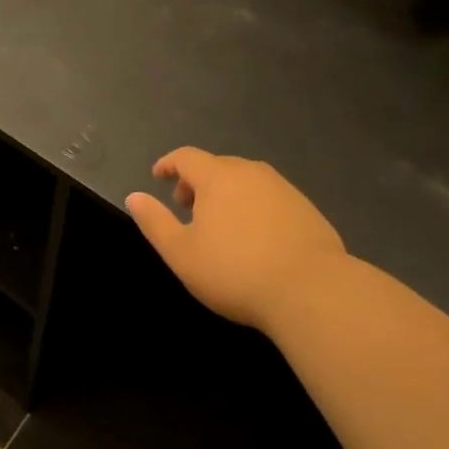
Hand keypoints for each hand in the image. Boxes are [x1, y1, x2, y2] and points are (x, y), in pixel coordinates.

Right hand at [125, 147, 346, 334]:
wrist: (313, 291)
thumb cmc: (236, 271)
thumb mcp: (181, 252)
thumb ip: (154, 221)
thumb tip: (134, 197)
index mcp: (218, 176)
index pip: (186, 157)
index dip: (168, 164)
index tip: (158, 176)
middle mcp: (251, 172)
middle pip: (217, 166)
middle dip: (197, 181)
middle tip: (186, 207)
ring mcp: (283, 189)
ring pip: (246, 181)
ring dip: (227, 194)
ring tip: (221, 224)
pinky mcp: (307, 209)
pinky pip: (269, 198)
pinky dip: (253, 206)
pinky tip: (256, 237)